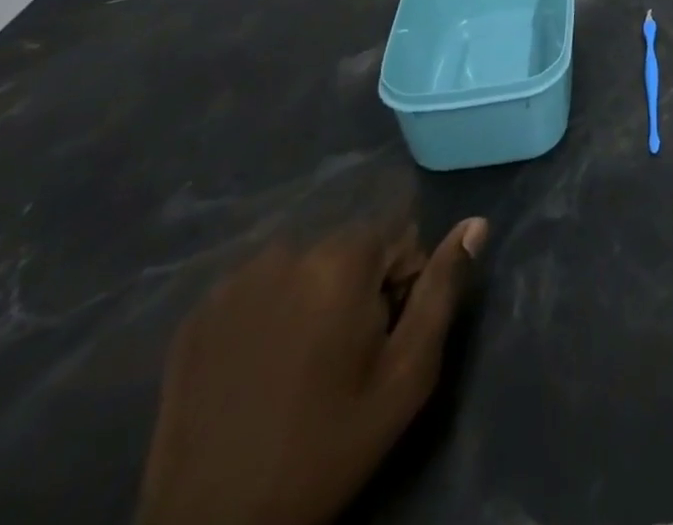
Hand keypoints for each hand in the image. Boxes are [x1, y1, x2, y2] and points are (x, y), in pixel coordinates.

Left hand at [136, 216, 488, 524]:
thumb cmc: (325, 448)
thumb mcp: (406, 376)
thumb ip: (442, 290)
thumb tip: (475, 224)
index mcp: (341, 259)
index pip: (400, 236)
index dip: (403, 284)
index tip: (383, 339)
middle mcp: (287, 251)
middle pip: (351, 247)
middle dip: (359, 287)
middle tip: (344, 358)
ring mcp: (234, 281)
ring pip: (305, 265)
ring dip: (315, 296)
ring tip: (301, 364)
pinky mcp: (197, 314)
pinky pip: (259, 288)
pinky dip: (270, 312)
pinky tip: (260, 365)